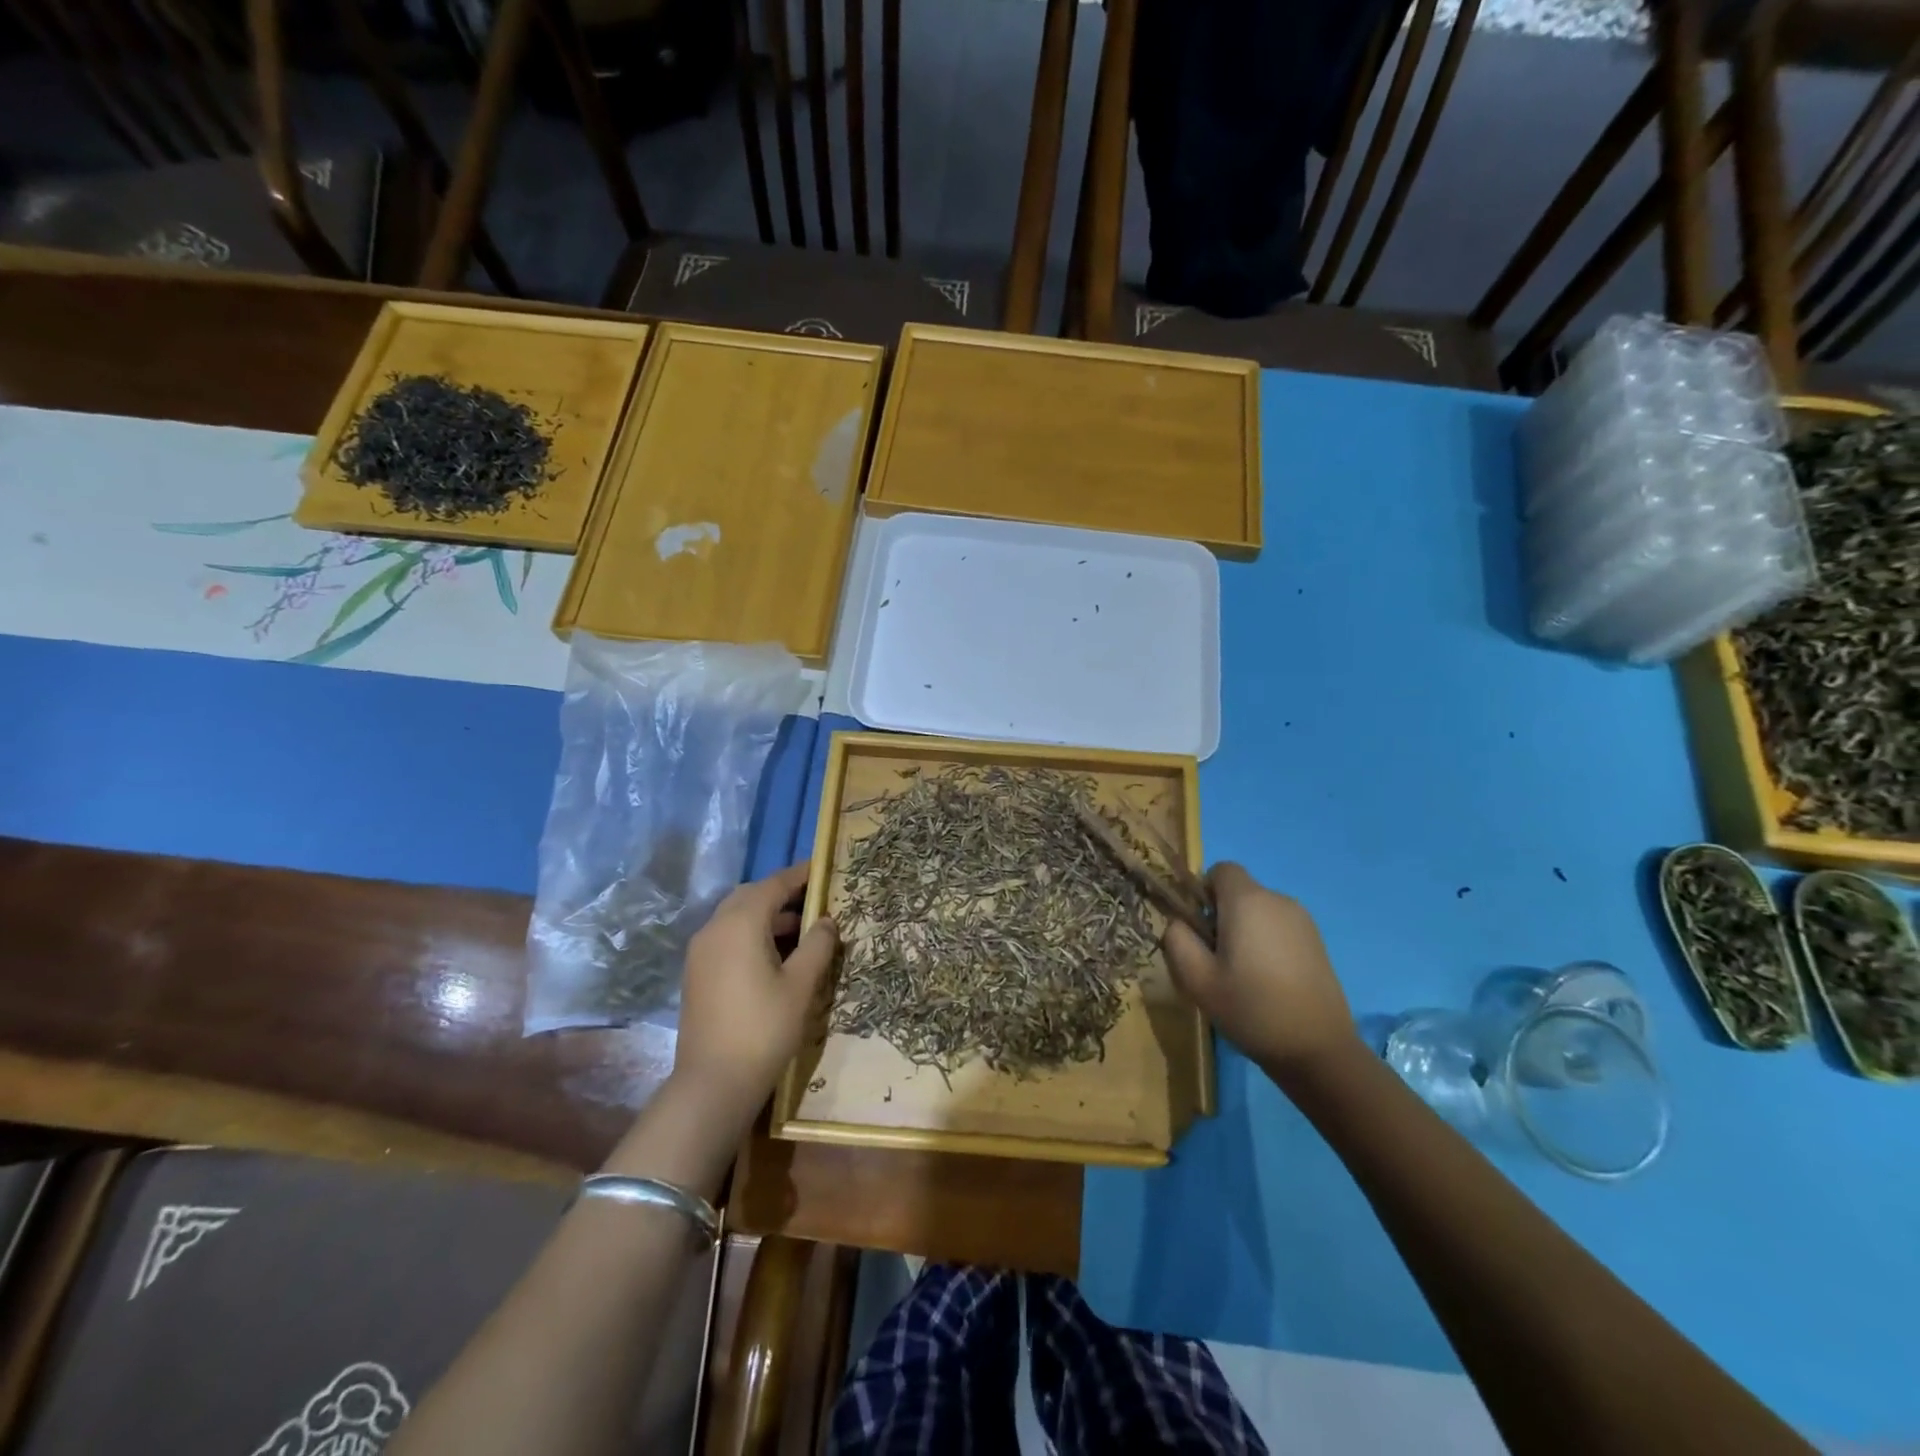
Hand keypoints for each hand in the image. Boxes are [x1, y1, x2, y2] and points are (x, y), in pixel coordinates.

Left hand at [671, 862, 837, 1128]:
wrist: (712, 1083)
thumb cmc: (764, 1029)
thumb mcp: (801, 985)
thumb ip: (817, 945)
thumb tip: (826, 920)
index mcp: (740, 924)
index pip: (773, 885)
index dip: (799, 875)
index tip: (821, 869)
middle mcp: (714, 928)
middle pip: (749, 896)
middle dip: (780, 893)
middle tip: (813, 898)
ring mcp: (700, 952)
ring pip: (735, 916)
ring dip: (765, 914)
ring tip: (800, 929)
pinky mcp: (697, 973)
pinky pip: (726, 937)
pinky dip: (750, 933)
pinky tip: (774, 955)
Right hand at [1162, 863, 1360, 1080]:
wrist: (1317, 1049)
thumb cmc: (1251, 1008)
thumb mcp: (1196, 979)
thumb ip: (1177, 939)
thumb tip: (1179, 922)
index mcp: (1247, 901)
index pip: (1220, 869)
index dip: (1203, 891)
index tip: (1200, 928)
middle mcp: (1278, 900)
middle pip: (1239, 892)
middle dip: (1222, 915)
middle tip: (1216, 959)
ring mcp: (1303, 921)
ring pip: (1259, 911)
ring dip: (1245, 931)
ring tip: (1242, 975)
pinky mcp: (1317, 942)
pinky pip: (1279, 928)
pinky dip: (1267, 943)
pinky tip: (1268, 982)